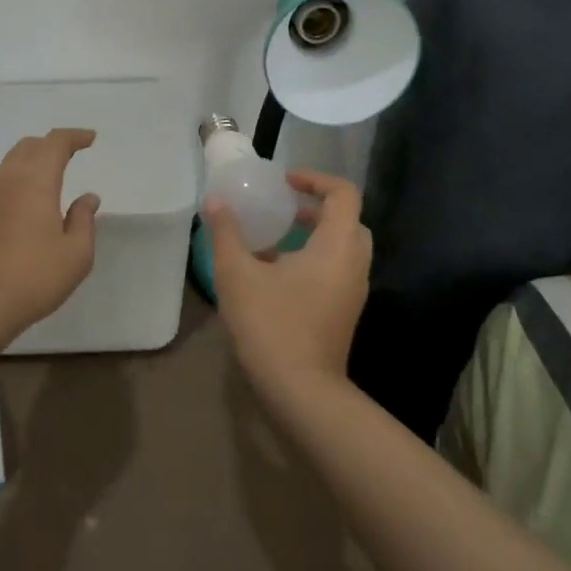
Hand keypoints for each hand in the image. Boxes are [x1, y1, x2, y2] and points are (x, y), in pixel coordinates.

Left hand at [0, 128, 100, 341]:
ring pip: (11, 161)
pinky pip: (0, 180)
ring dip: (32, 158)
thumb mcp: (76, 254)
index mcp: (36, 181)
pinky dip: (19, 176)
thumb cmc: (35, 278)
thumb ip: (84, 220)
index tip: (91, 139)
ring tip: (50, 172)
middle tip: (72, 152)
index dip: (74, 136)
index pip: (55, 143)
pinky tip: (28, 198)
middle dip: (52, 144)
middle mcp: (8, 180)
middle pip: (29, 146)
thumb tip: (87, 197)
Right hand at [206, 169, 371, 392]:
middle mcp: (354, 263)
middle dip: (316, 206)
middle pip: (347, 218)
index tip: (284, 181)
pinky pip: (336, 269)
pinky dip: (314, 257)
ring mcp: (353, 291)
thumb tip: (216, 201)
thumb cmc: (271, 324)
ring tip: (274, 237)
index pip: (343, 193)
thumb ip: (226, 232)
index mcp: (337, 245)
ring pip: (342, 246)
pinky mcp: (345, 311)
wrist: (301, 393)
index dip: (315, 178)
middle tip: (283, 207)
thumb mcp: (238, 273)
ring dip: (314, 233)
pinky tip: (276, 273)